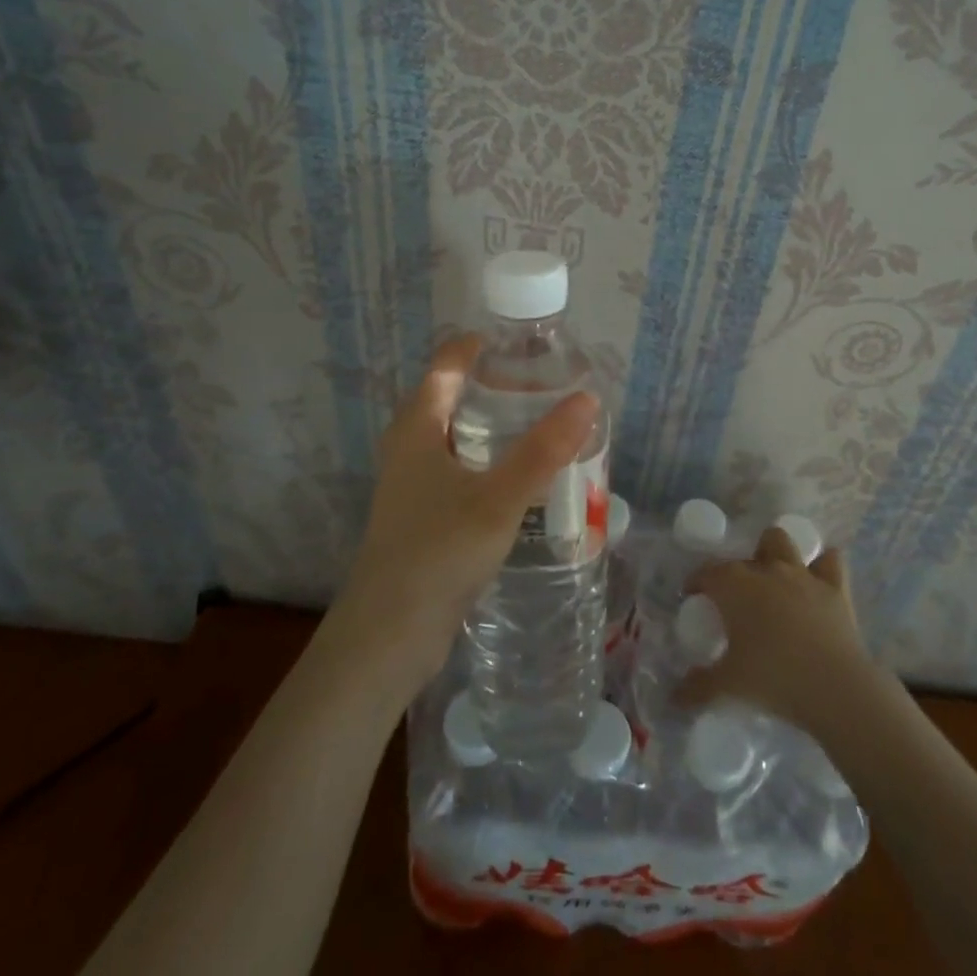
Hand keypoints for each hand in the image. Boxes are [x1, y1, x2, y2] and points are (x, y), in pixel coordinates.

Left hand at [328, 334, 598, 692]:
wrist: (387, 637)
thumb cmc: (438, 552)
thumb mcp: (499, 497)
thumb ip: (545, 449)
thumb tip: (588, 399)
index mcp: (417, 429)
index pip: (444, 366)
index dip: (473, 347)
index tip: (513, 340)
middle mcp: (409, 450)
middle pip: (448, 399)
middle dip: (489, 386)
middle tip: (538, 384)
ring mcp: (412, 487)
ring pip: (453, 439)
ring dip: (490, 427)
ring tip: (536, 427)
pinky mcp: (421, 519)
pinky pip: (457, 473)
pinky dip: (487, 463)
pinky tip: (518, 482)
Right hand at [676, 526, 874, 731]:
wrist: (835, 688)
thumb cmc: (773, 679)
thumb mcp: (728, 686)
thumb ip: (698, 688)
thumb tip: (675, 698)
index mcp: (735, 586)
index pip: (707, 573)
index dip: (696, 582)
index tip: (693, 597)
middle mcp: (766, 570)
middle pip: (743, 557)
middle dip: (736, 570)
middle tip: (736, 600)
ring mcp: (802, 574)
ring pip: (781, 542)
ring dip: (774, 552)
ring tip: (772, 577)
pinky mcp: (835, 587)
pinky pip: (830, 560)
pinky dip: (822, 565)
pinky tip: (818, 579)